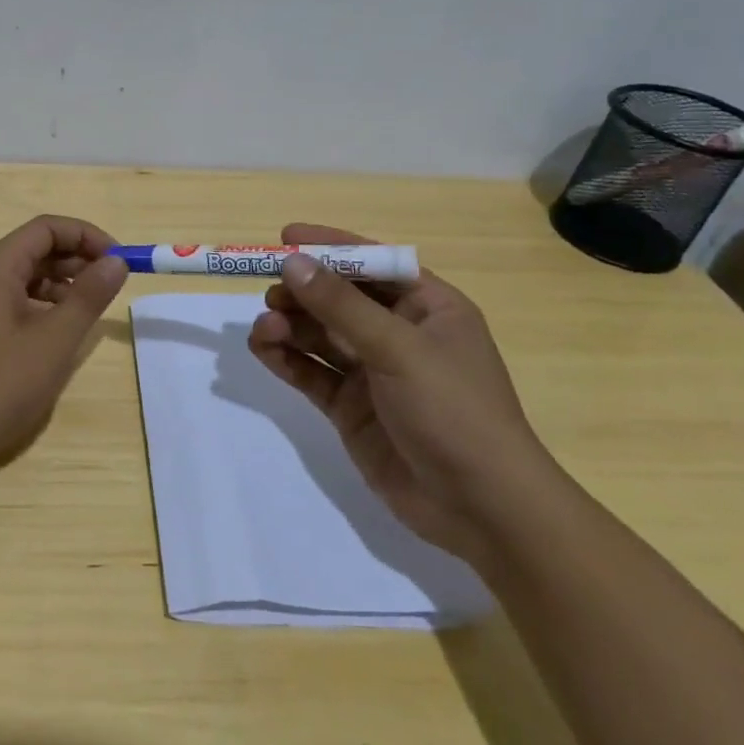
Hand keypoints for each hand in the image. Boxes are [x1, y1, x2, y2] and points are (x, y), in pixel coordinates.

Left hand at [0, 216, 126, 486]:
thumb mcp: (53, 340)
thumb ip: (88, 297)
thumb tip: (116, 260)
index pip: (47, 228)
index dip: (87, 235)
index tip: (119, 261)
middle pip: (36, 249)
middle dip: (78, 259)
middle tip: (111, 286)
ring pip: (27, 277)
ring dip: (63, 284)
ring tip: (91, 310)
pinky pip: (16, 303)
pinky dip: (45, 307)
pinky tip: (61, 333)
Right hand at [247, 223, 560, 565]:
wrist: (480, 508)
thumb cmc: (454, 411)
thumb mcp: (398, 349)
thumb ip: (341, 306)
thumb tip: (293, 263)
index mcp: (428, 309)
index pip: (374, 264)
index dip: (331, 248)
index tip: (286, 237)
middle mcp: (399, 335)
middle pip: (340, 299)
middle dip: (303, 293)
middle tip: (271, 294)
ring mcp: (373, 373)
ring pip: (319, 335)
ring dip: (289, 327)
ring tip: (263, 329)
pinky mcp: (351, 407)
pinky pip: (311, 373)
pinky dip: (286, 359)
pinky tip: (262, 350)